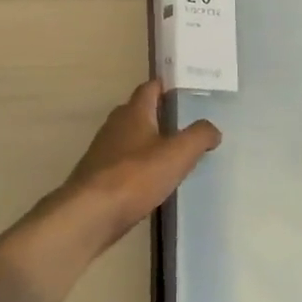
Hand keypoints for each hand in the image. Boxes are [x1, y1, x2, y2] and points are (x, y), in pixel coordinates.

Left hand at [62, 80, 219, 245]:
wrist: (88, 215)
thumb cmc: (135, 176)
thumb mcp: (177, 155)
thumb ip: (198, 137)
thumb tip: (212, 129)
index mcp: (134, 112)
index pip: (150, 87)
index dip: (166, 87)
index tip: (185, 92)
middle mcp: (115, 125)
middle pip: (139, 111)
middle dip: (159, 115)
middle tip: (184, 125)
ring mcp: (102, 151)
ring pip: (129, 138)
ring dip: (147, 142)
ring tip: (171, 155)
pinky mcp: (96, 176)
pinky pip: (121, 163)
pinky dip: (136, 166)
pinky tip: (150, 182)